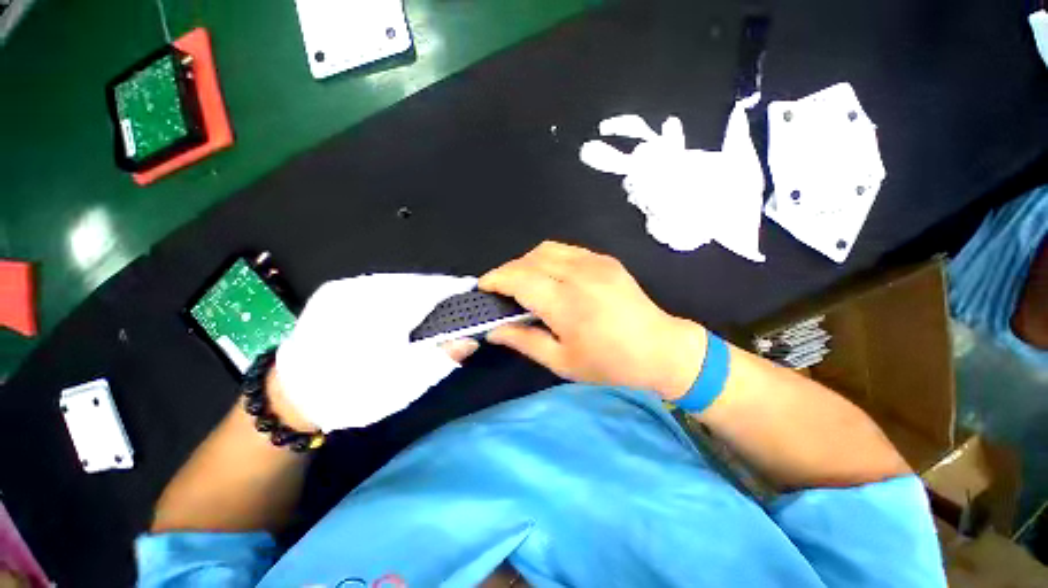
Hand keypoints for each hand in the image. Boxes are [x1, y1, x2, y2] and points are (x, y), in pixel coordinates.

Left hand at [275, 274, 478, 431]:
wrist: (292, 396)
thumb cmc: (356, 393)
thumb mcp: (405, 384)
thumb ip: (442, 359)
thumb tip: (471, 340)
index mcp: (382, 316)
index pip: (430, 291)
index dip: (453, 288)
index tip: (471, 288)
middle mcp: (363, 293)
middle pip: (415, 282)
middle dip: (439, 287)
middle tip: (457, 296)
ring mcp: (345, 288)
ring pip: (397, 279)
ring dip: (420, 287)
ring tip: (437, 298)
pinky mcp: (334, 290)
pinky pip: (379, 282)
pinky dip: (399, 289)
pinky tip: (407, 300)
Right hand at [479, 242, 706, 399]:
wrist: (660, 348)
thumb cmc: (610, 363)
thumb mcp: (562, 362)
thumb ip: (524, 341)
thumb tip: (494, 330)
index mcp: (565, 303)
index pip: (518, 279)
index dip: (495, 279)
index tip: (483, 287)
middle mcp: (578, 275)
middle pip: (529, 260)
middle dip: (508, 271)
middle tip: (501, 289)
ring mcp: (594, 263)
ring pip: (546, 249)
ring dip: (526, 262)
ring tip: (523, 282)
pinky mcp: (605, 260)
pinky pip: (566, 250)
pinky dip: (548, 259)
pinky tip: (551, 276)